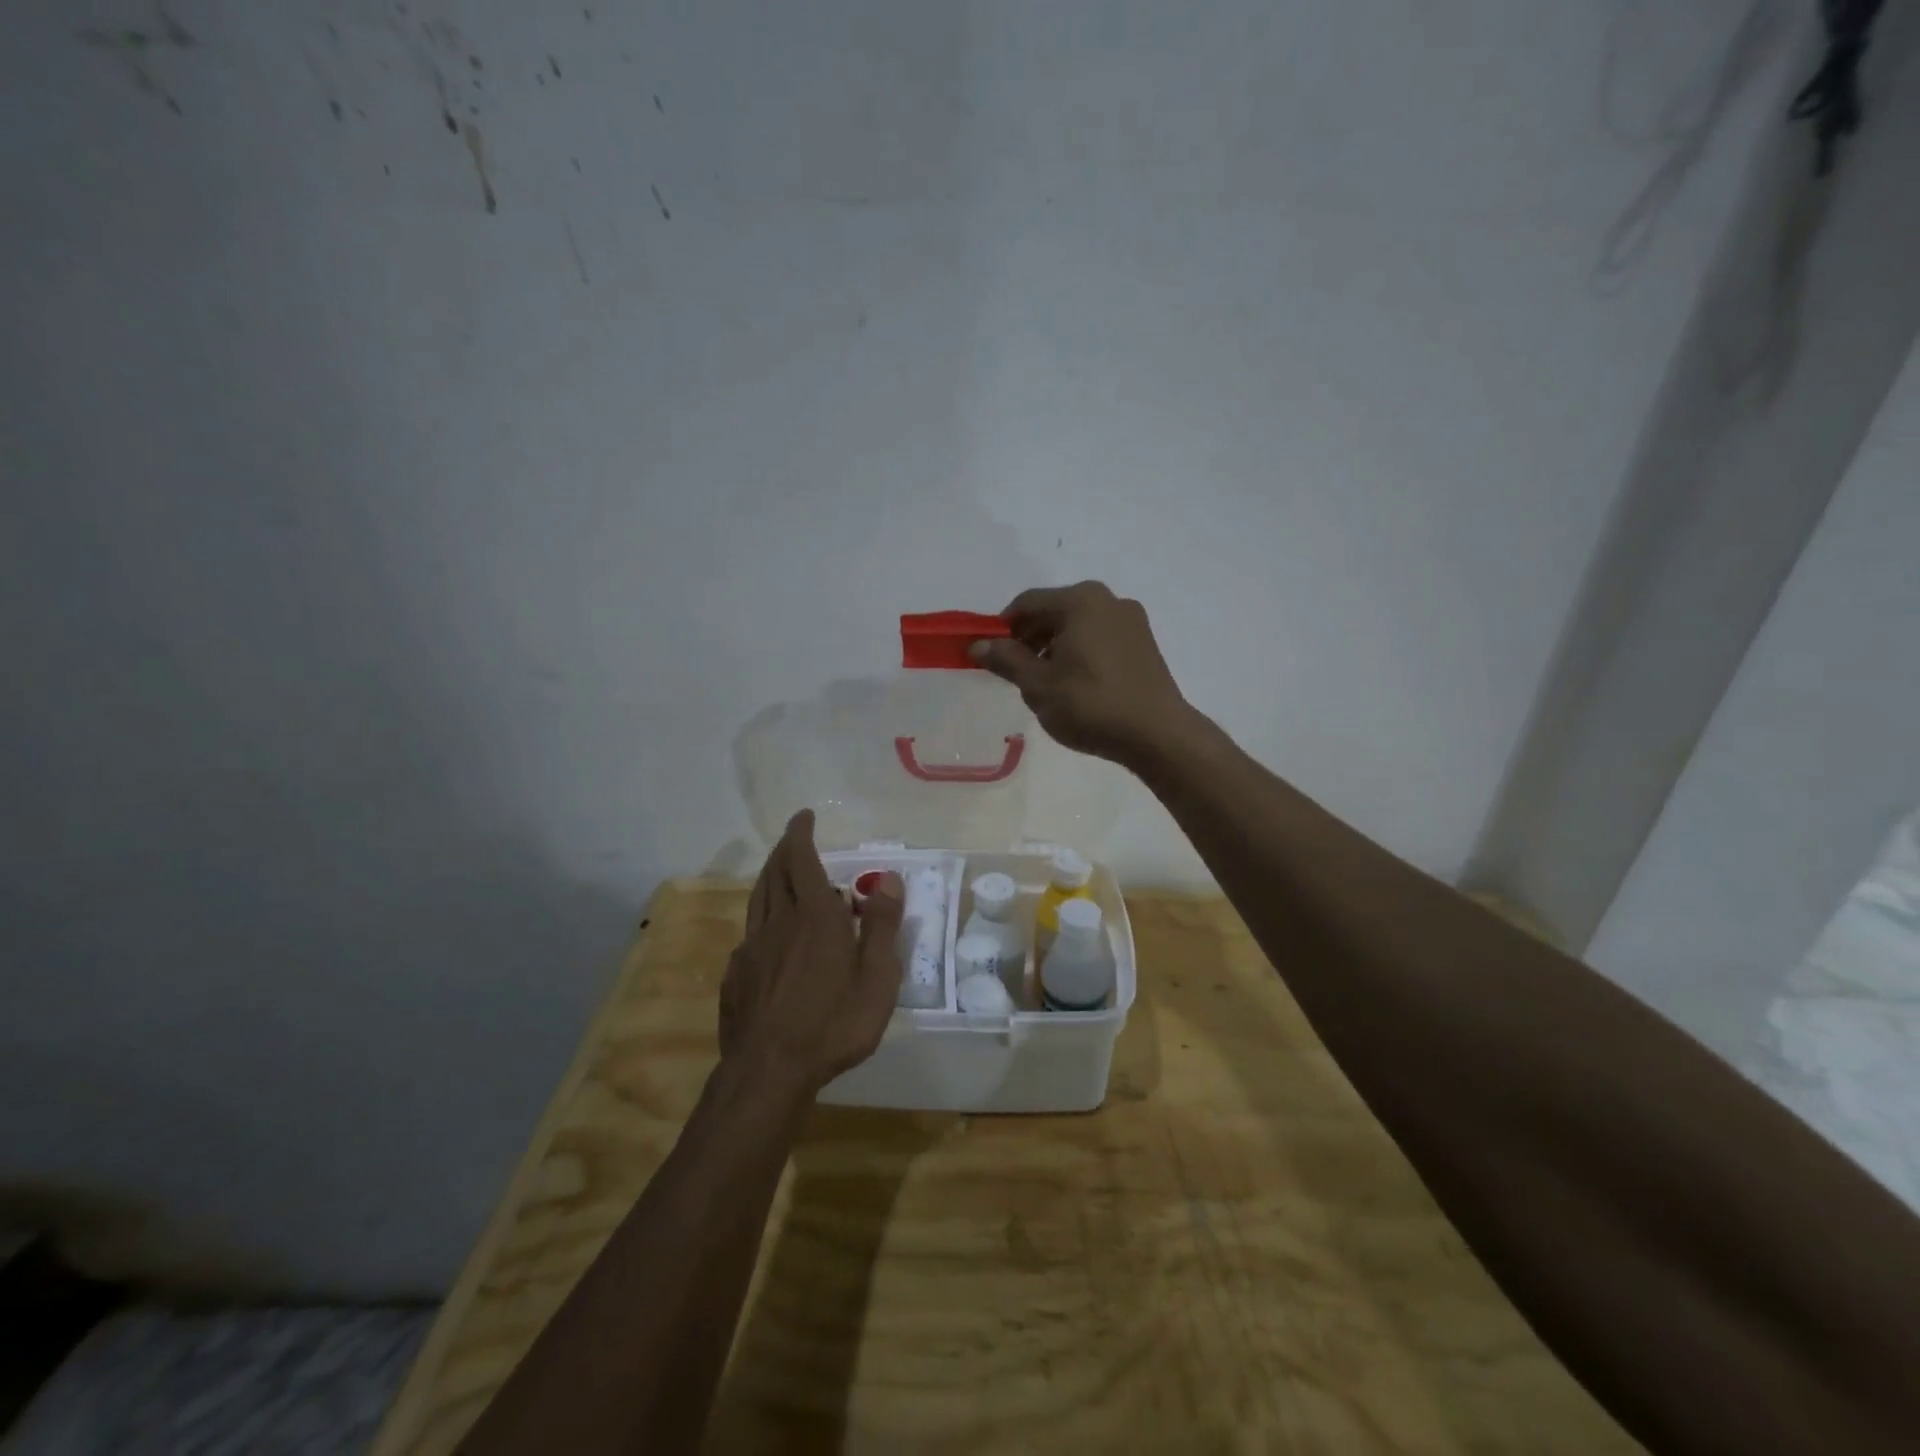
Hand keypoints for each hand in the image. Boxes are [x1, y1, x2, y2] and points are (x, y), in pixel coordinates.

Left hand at [720, 810, 905, 1096]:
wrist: (769, 1070)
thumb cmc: (834, 1023)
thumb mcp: (877, 977)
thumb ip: (881, 925)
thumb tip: (888, 879)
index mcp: (814, 916)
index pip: (802, 860)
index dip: (801, 835)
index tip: (803, 817)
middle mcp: (778, 922)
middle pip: (775, 873)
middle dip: (784, 850)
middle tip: (793, 839)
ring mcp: (752, 948)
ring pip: (757, 899)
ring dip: (768, 876)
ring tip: (777, 870)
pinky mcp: (736, 974)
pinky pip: (750, 933)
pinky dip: (761, 918)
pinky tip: (768, 935)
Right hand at [969, 582, 1193, 768]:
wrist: (1157, 734)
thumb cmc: (1090, 705)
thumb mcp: (1038, 685)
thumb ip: (1005, 660)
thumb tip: (977, 644)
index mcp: (1079, 600)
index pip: (1026, 603)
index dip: (1002, 628)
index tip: (990, 656)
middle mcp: (1107, 599)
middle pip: (1054, 611)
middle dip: (1029, 638)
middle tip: (1016, 672)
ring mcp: (1131, 620)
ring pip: (1078, 625)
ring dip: (1055, 646)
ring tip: (1045, 683)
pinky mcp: (1144, 643)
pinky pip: (1100, 638)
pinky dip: (1080, 652)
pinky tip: (1076, 684)